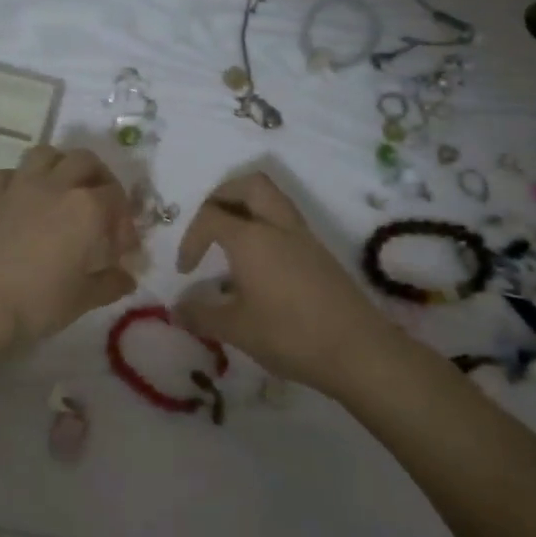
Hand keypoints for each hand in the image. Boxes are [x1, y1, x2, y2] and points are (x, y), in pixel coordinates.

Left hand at [0, 145, 138, 344]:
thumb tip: (126, 279)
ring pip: (46, 154)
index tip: (120, 248)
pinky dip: (20, 180)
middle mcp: (56, 186)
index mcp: (87, 209)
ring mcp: (19, 186)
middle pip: (86, 161)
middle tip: (99, 207)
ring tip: (63, 191)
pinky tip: (22, 202)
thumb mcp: (82, 300)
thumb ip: (109, 284)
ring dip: (60, 166)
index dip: (124, 220)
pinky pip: (9, 173)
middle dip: (98, 179)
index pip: (117, 197)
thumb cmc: (37, 304)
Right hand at [175, 172, 390, 392]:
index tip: (186, 271)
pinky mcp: (320, 253)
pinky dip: (266, 228)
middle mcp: (278, 226)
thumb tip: (177, 309)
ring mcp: (304, 237)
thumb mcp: (236, 330)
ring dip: (246, 209)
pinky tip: (259, 267)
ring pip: (272, 199)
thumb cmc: (289, 335)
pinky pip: (286, 222)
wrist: (358, 351)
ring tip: (231, 244)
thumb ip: (201, 315)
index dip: (190, 239)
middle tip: (208, 227)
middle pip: (249, 185)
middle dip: (222, 197)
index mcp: (251, 238)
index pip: (210, 216)